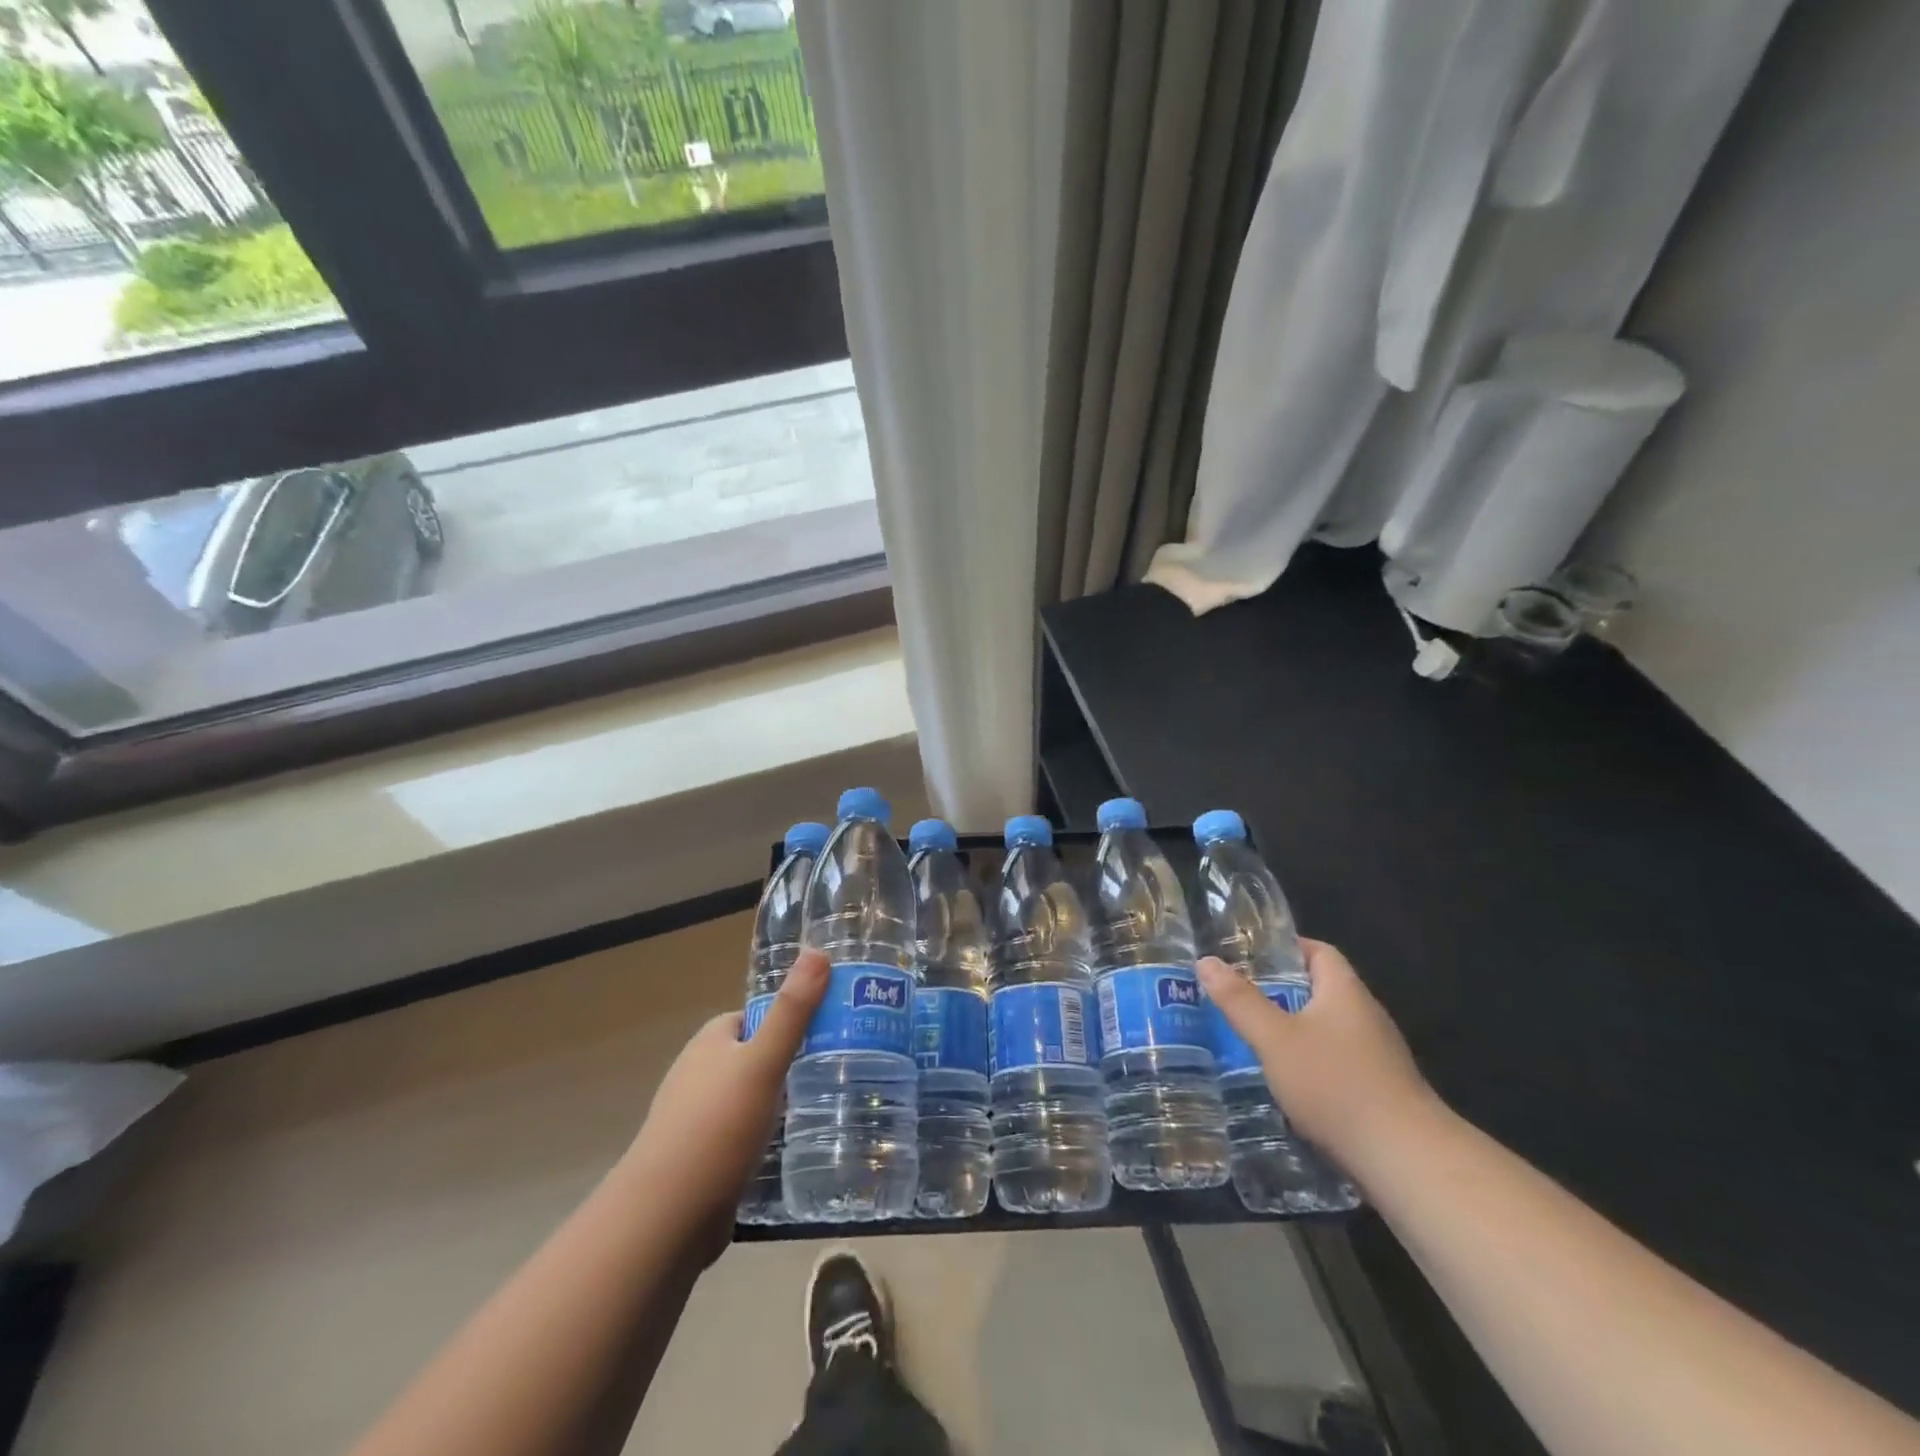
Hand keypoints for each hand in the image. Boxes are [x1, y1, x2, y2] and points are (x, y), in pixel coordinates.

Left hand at [624, 950, 827, 1258]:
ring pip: (752, 1098)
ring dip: (782, 1103)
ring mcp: (698, 1119)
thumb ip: (792, 1011)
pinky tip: (796, 1150)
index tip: (831, 1029)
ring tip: (828, 1110)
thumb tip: (817, 951)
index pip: (757, 1016)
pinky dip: (767, 1139)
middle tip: (838, 1071)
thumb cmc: (716, 1128)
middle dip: (792, 1062)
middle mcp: (700, 1074)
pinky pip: (744, 1136)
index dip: (792, 1018)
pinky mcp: (703, 1159)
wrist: (664, 1219)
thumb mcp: (762, 1062)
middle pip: (756, 1056)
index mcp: (710, 1041)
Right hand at [1197, 939, 1438, 1166]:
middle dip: (1279, 992)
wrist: (1405, 1160)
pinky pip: (1336, 1063)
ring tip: (1250, 1038)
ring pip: (1326, 1030)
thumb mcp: (1275, 1038)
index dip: (1285, 948)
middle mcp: (1365, 1016)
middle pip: (1319, 990)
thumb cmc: (1336, 1084)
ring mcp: (1377, 1056)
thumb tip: (1206, 961)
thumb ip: (1240, 1000)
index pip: (1319, 951)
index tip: (1247, 956)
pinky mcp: (1379, 1092)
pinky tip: (1283, 1082)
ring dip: (1291, 1031)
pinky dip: (1308, 1064)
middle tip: (1236, 997)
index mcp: (1345, 991)